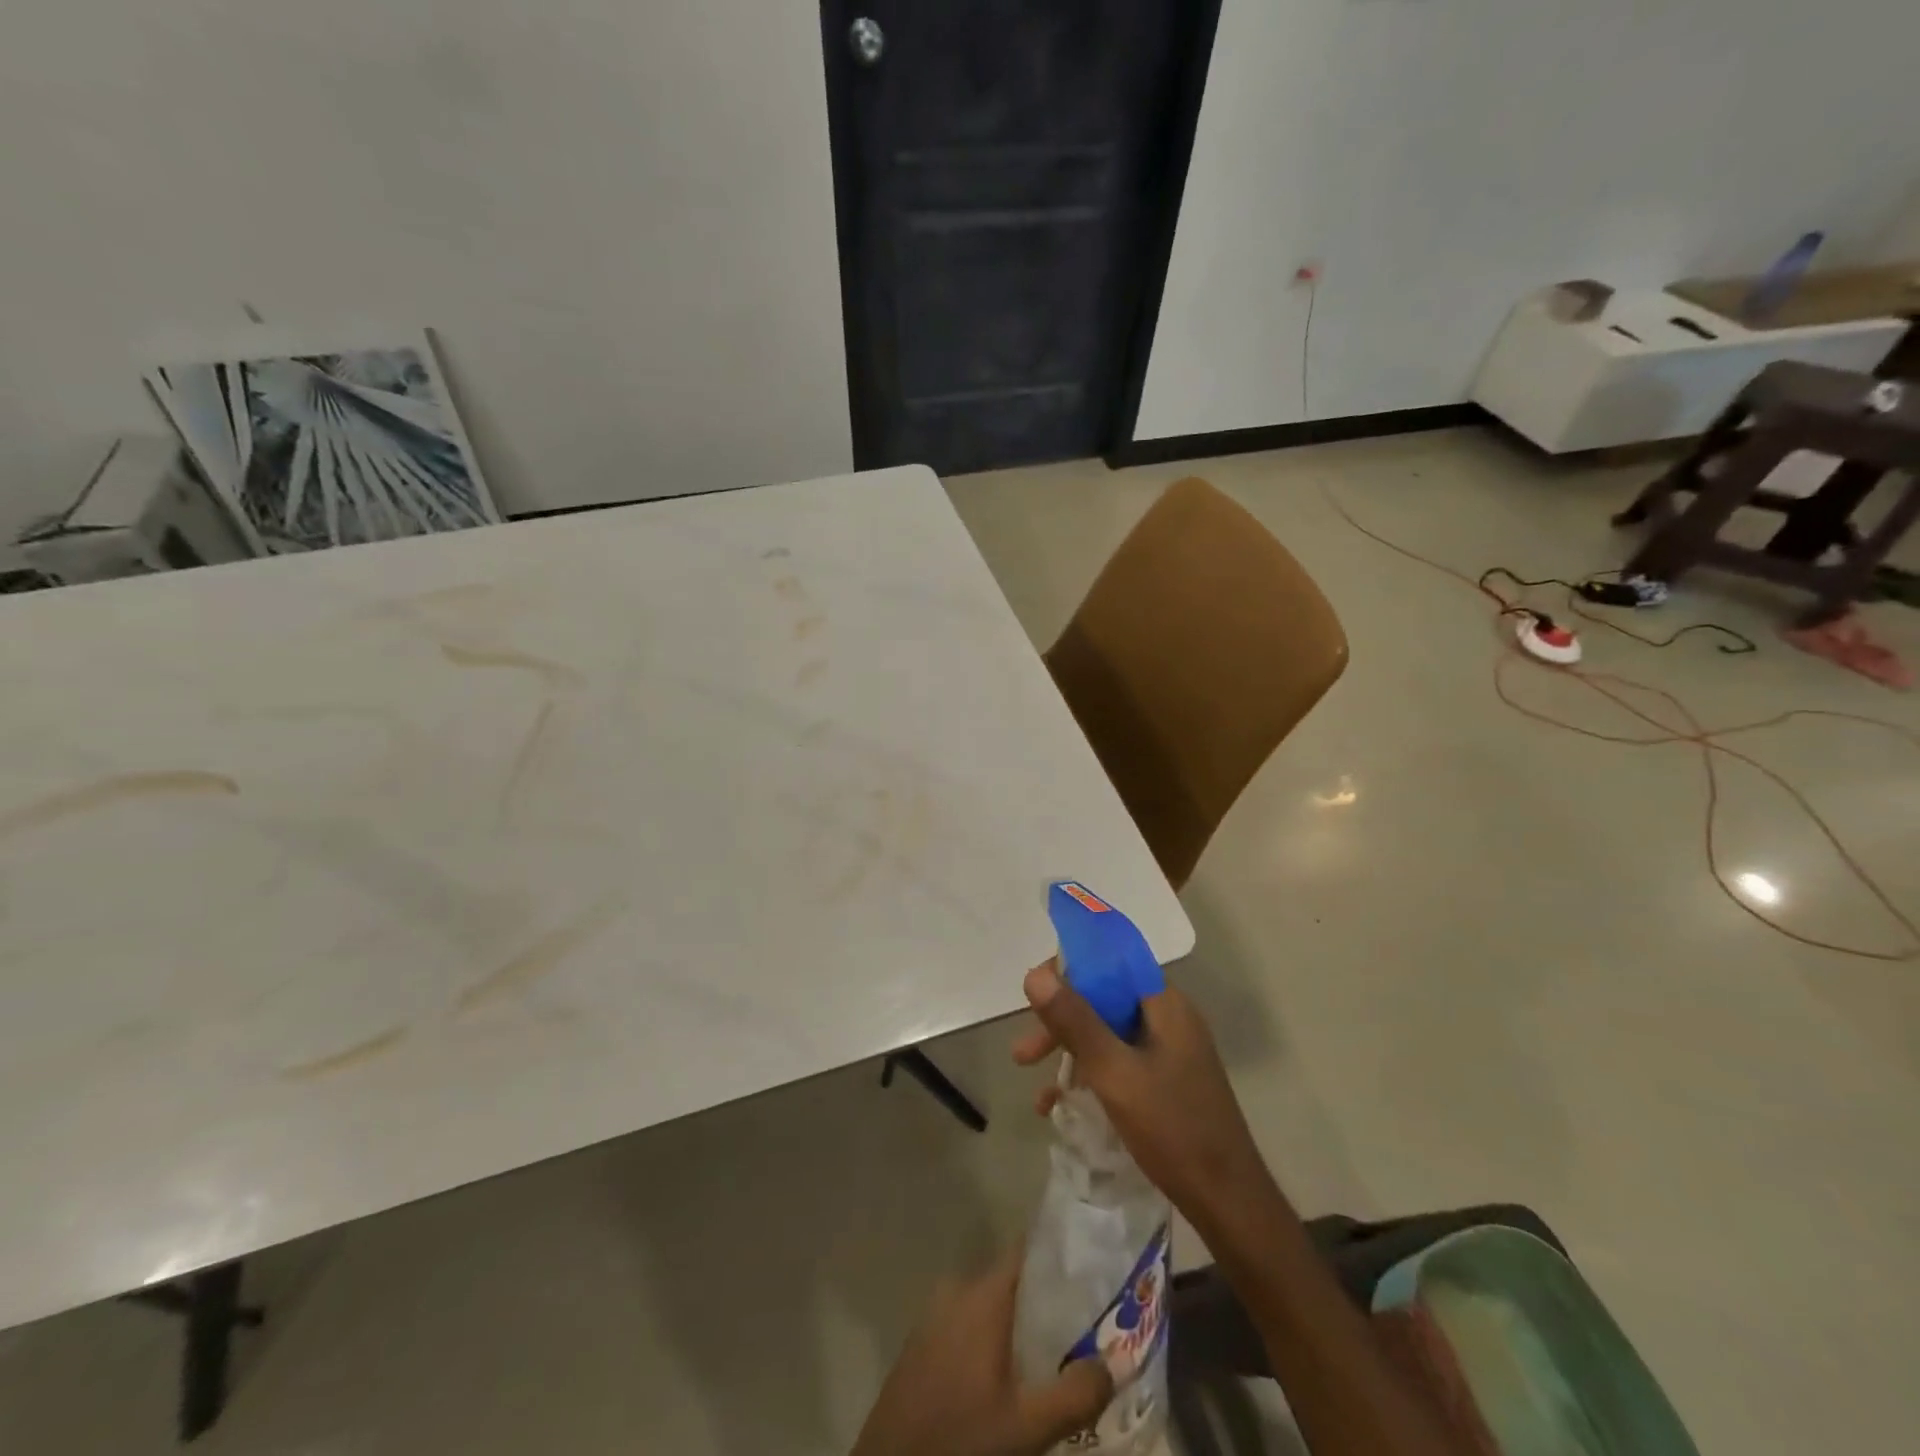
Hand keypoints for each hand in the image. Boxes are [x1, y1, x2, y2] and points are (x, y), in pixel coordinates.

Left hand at [851, 1248, 1112, 1455]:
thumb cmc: (959, 1439)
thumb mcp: (1026, 1427)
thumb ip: (1074, 1394)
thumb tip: (1114, 1363)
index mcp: (982, 1293)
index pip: (1028, 1251)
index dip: (1061, 1257)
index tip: (1094, 1268)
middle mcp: (957, 1290)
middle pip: (1014, 1283)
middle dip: (1048, 1303)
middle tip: (1086, 1327)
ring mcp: (934, 1316)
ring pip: (990, 1308)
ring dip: (1020, 1328)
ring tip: (1055, 1357)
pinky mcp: (921, 1345)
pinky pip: (968, 1328)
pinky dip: (993, 1344)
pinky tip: (1010, 1378)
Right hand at [1012, 959, 1275, 1237]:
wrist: (1228, 1202)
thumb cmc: (1172, 1129)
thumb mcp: (1114, 1073)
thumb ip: (1075, 1021)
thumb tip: (1035, 974)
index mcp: (1165, 1004)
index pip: (1112, 961)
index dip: (1070, 968)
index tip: (1035, 993)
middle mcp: (1169, 1019)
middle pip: (1104, 1000)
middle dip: (1061, 1023)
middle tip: (1023, 1053)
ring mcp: (1170, 1052)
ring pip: (1108, 1035)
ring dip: (1069, 1055)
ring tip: (1037, 1091)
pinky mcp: (1167, 1082)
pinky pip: (1119, 1063)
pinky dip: (1090, 1077)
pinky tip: (1061, 1108)